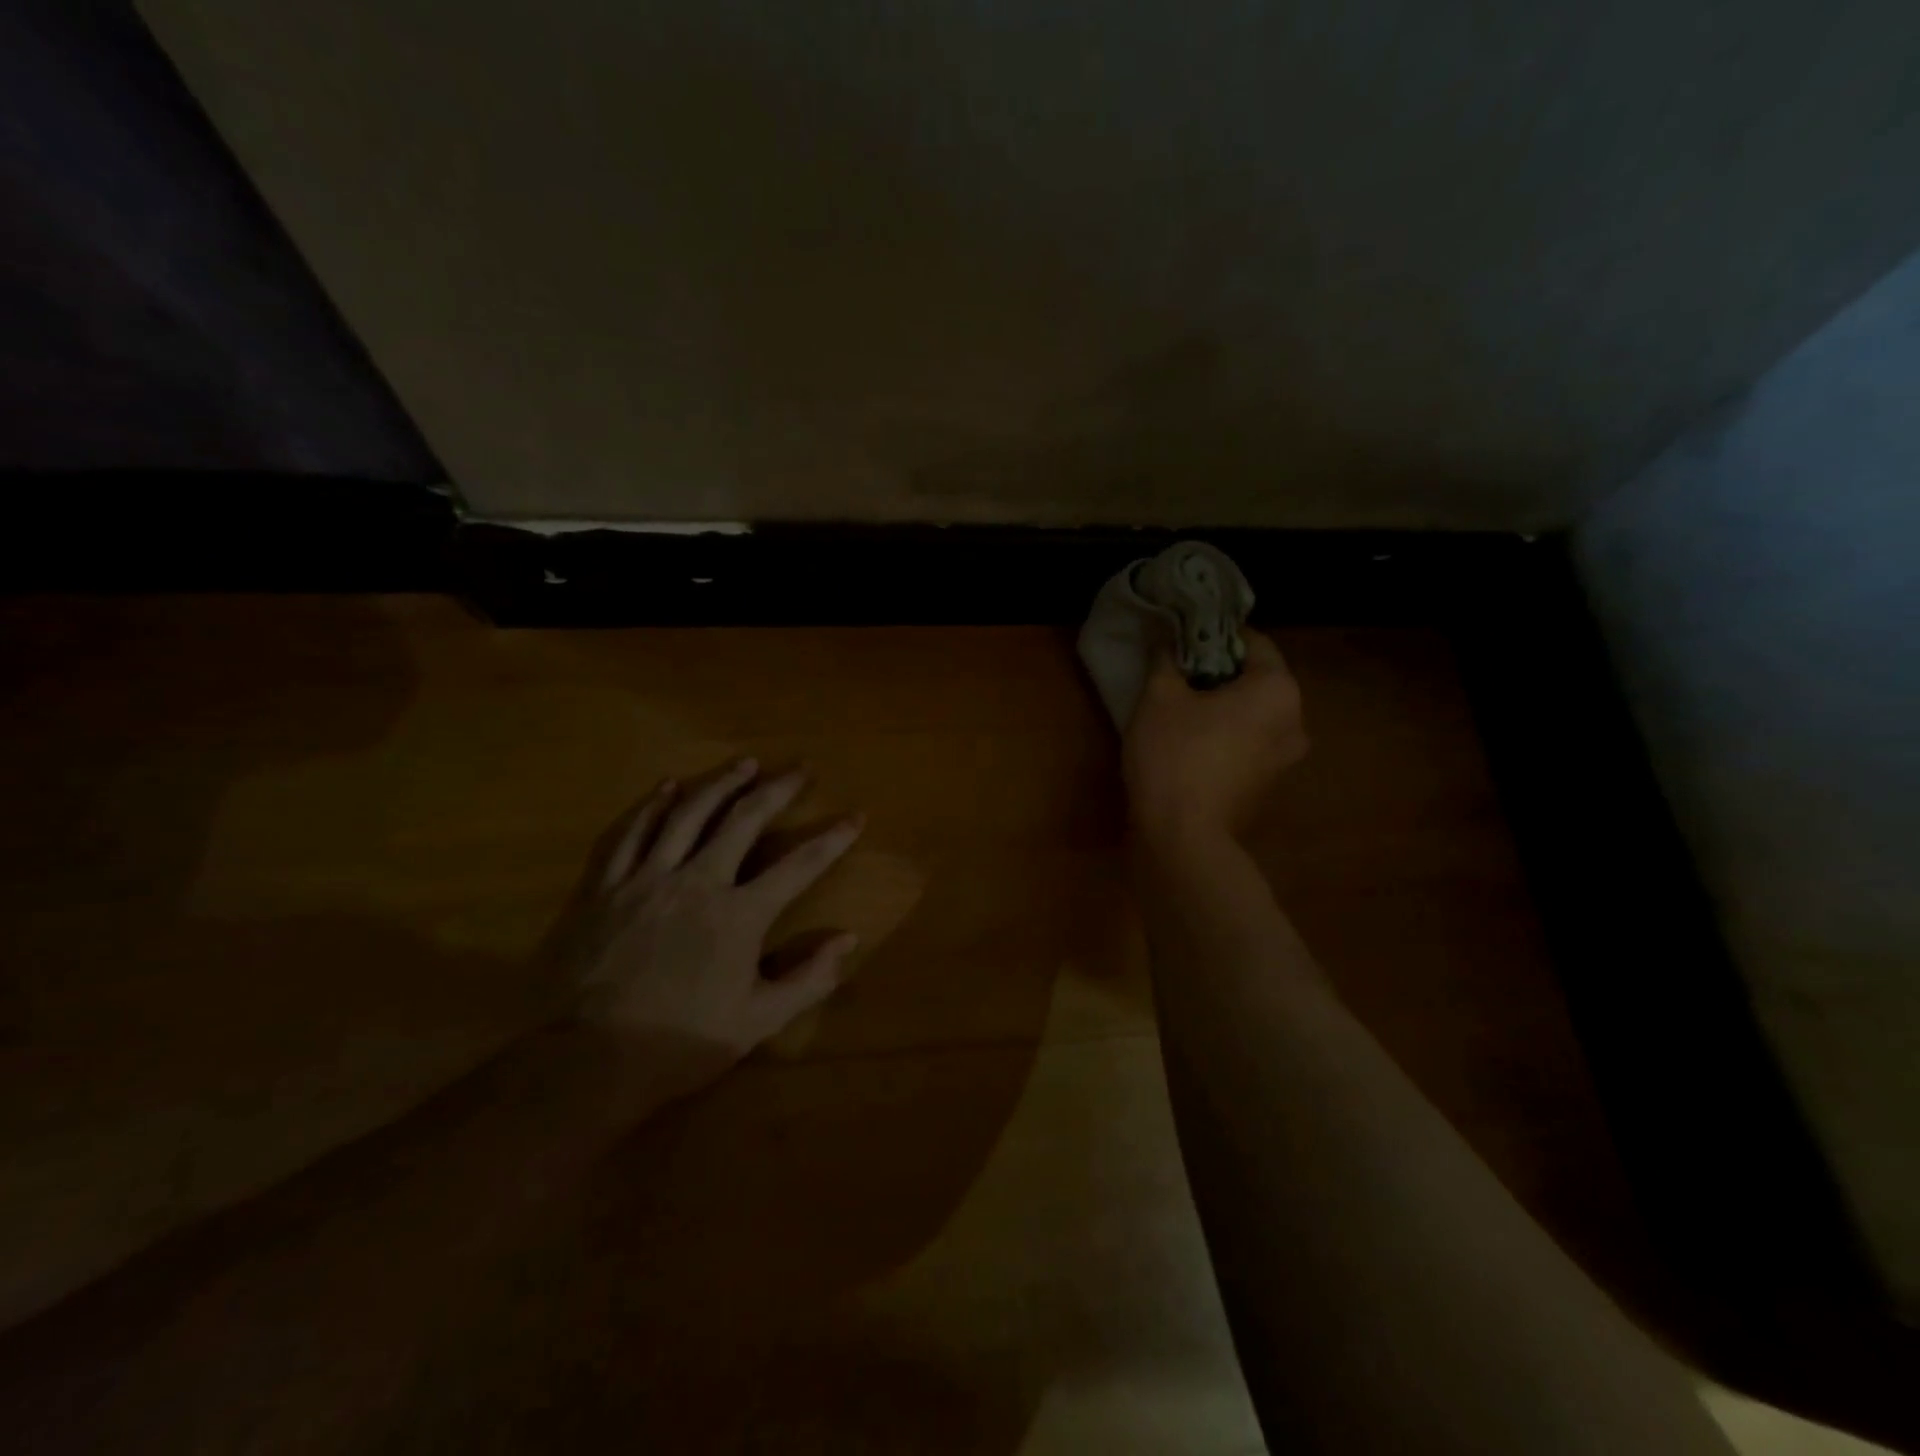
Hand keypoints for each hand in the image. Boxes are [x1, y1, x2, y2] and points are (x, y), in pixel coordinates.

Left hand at [548, 759, 864, 1094]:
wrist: (586, 1061)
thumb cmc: (679, 1043)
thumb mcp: (757, 1021)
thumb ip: (808, 980)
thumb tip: (848, 939)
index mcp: (739, 914)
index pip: (800, 866)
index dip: (833, 839)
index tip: (855, 816)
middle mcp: (697, 881)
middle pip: (744, 820)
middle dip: (778, 790)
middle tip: (800, 768)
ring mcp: (645, 878)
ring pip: (687, 814)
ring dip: (720, 783)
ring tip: (744, 763)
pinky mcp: (603, 886)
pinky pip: (628, 833)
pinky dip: (650, 805)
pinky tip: (666, 786)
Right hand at [1123, 631, 1307, 844]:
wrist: (1184, 837)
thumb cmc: (1175, 756)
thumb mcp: (1159, 698)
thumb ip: (1165, 660)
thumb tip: (1166, 640)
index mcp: (1277, 690)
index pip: (1254, 642)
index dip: (1215, 636)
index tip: (1184, 640)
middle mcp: (1295, 720)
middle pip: (1258, 680)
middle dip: (1220, 673)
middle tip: (1180, 674)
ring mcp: (1286, 759)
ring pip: (1255, 715)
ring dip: (1225, 707)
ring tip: (1184, 709)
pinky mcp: (1269, 786)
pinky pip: (1251, 745)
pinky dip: (1228, 736)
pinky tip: (1194, 744)